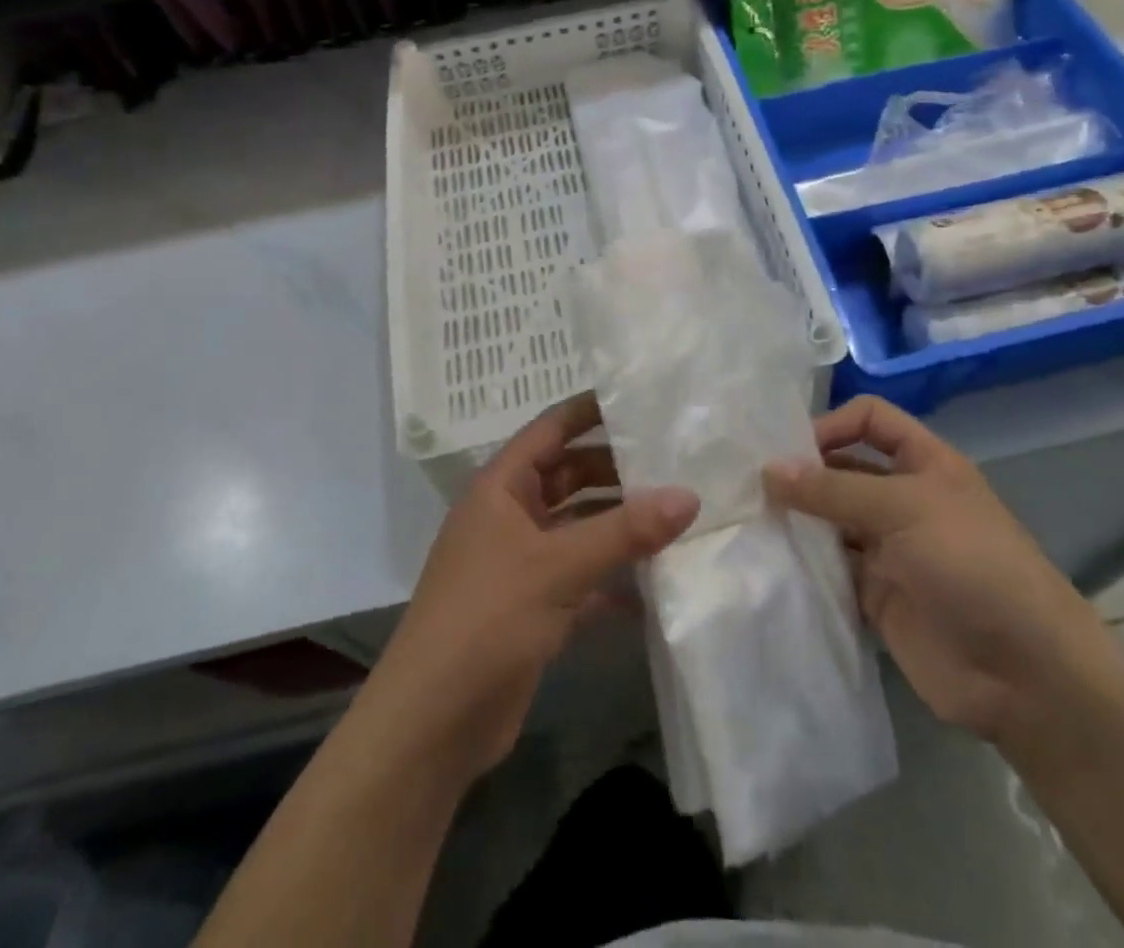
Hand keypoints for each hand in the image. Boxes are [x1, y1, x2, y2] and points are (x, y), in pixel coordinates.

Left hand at [365, 394, 698, 781]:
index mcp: (502, 486)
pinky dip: (615, 576)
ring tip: (681, 518)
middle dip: (619, 473)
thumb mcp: (558, 567)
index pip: (551, 428)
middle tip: (678, 465)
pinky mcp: (535, 605)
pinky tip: (659, 583)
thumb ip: (625, 531)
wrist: (432, 725)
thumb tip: (690, 496)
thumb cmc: (486, 619)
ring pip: (581, 527)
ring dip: (622, 526)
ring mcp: (522, 561)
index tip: (643, 400)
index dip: (592, 410)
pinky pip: (584, 575)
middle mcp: (511, 515)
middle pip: (572, 476)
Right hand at [764, 396, 1112, 742]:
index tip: (789, 451)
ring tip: (750, 521)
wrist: (1024, 674)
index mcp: (923, 463)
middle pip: (844, 469)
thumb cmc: (972, 565)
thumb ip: (833, 488)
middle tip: (749, 486)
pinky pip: (832, 569)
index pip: (870, 420)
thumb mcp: (904, 508)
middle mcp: (903, 499)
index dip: (832, 424)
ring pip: (832, 521)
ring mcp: (890, 549)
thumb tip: (767, 470)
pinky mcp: (877, 596)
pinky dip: (805, 565)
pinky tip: (771, 563)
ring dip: (798, 520)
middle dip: (803, 474)